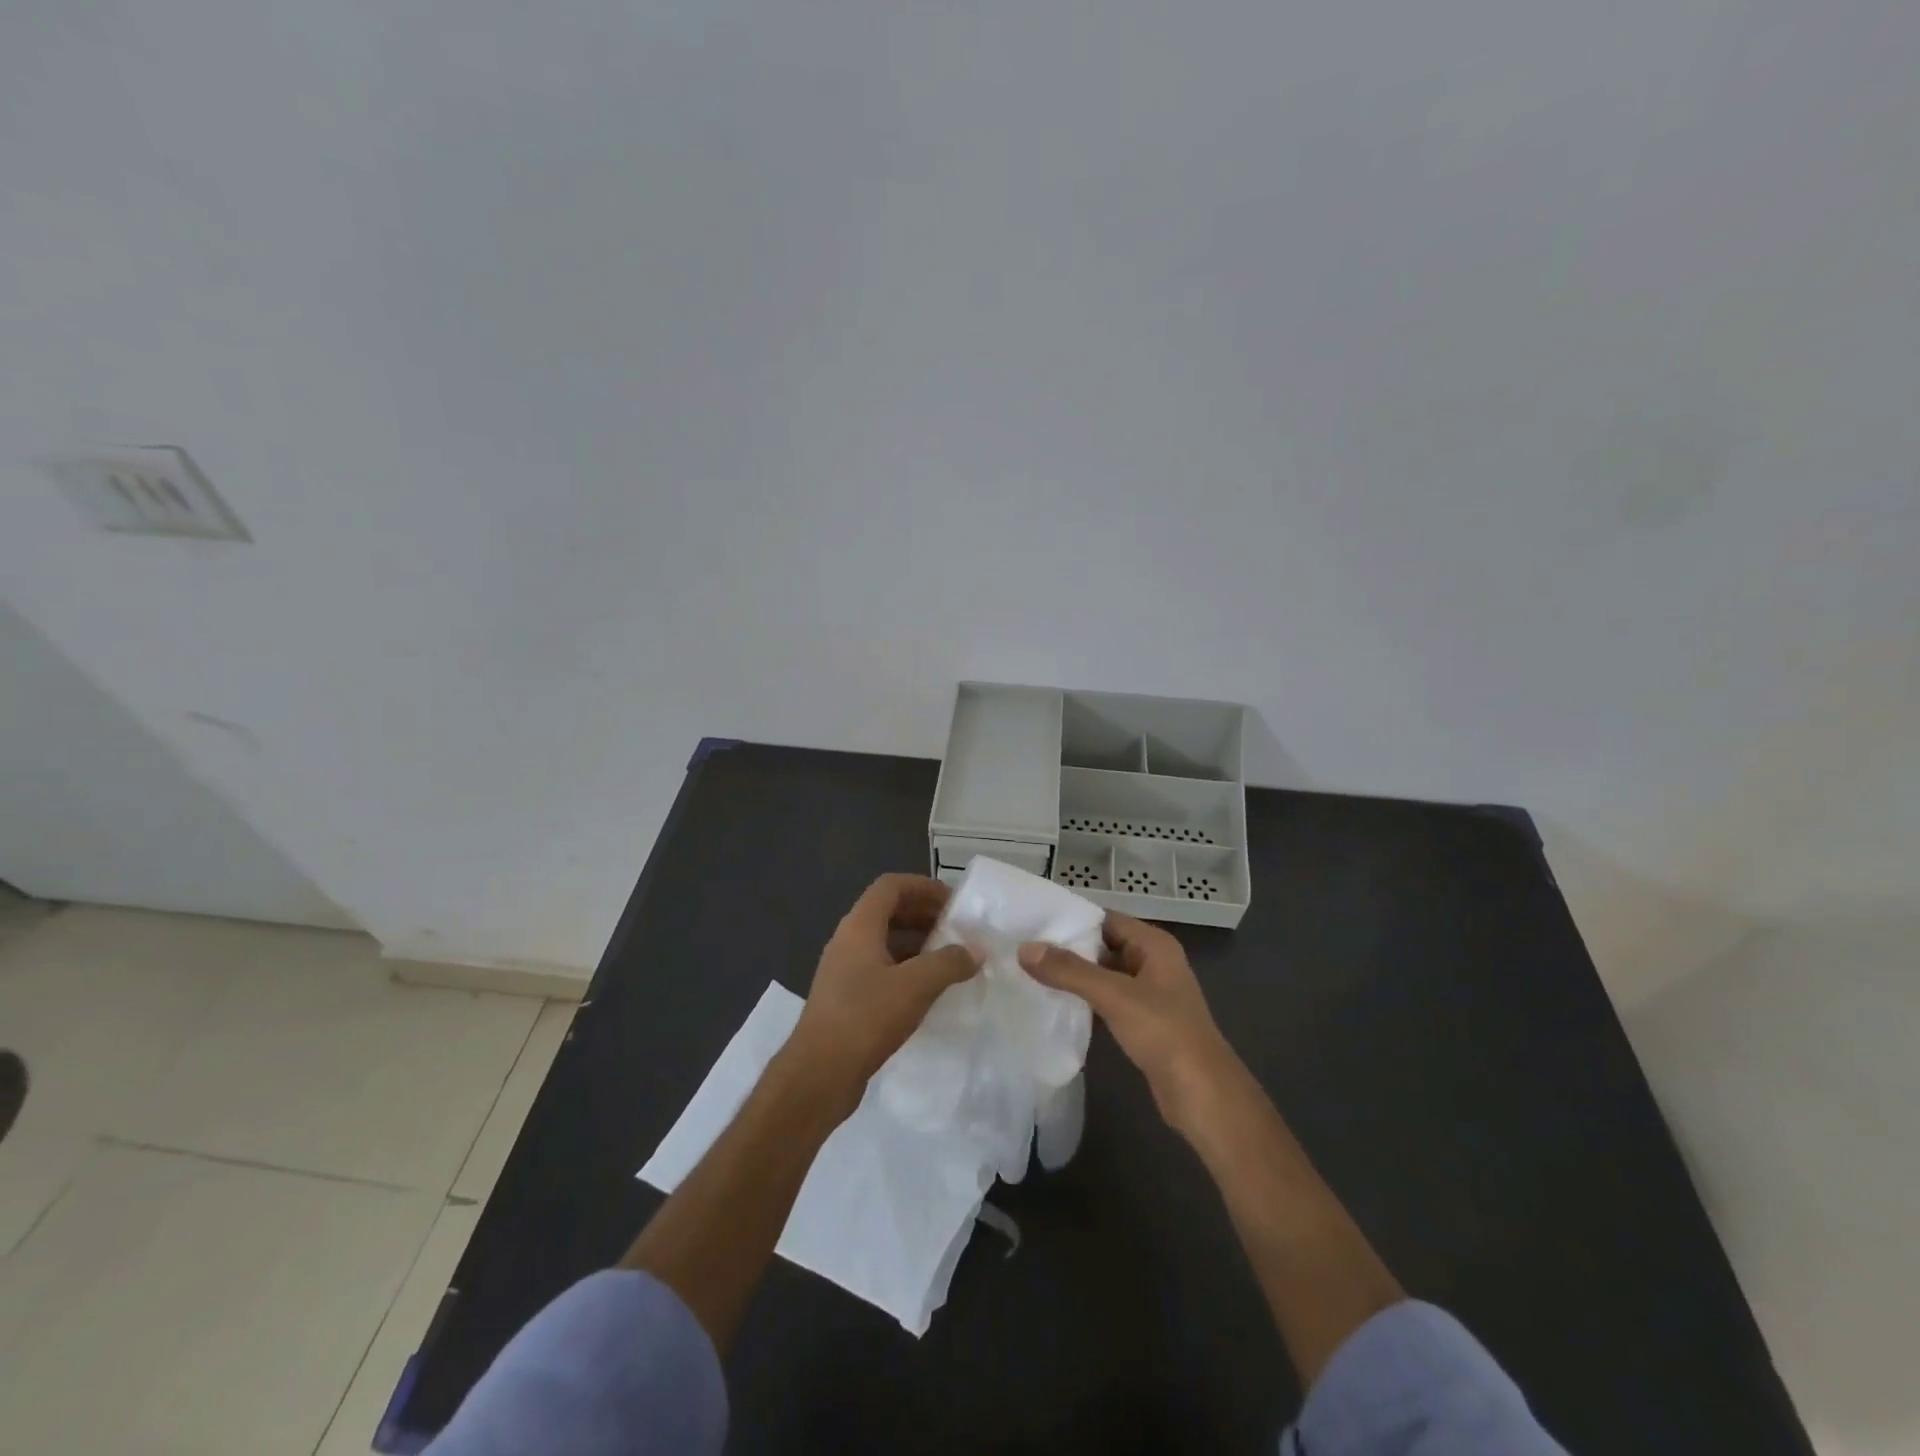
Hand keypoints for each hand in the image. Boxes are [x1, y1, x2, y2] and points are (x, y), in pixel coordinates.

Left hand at [789, 874, 980, 1097]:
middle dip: (924, 915)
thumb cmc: (865, 1018)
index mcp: (859, 926)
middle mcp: (848, 941)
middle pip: (888, 912)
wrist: (818, 1074)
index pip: (891, 886)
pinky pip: (880, 969)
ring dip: (917, 944)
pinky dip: (906, 970)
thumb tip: (976, 950)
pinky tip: (928, 991)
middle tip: (957, 930)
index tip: (954, 902)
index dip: (923, 886)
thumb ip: (949, 963)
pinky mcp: (846, 999)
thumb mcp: (916, 986)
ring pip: (885, 943)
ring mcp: (844, 971)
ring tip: (950, 959)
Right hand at [1019, 912, 1242, 1137]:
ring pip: (1103, 975)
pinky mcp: (1143, 1022)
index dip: (1071, 919)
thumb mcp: (1115, 996)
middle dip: (1067, 949)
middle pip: (1103, 945)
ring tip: (1030, 975)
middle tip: (1023, 950)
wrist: (1203, 1096)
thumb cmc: (1164, 1033)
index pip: (1106, 919)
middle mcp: (1153, 962)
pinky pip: (1107, 1001)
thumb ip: (1069, 971)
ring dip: (1073, 977)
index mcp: (1154, 945)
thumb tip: (1024, 949)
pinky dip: (1084, 1001)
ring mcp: (1149, 994)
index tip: (1032, 923)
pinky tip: (1055, 1006)